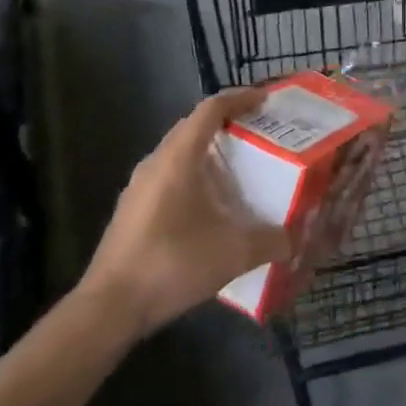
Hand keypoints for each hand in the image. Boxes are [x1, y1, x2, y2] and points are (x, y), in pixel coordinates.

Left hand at [80, 88, 292, 336]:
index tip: (265, 100)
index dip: (239, 98)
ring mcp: (139, 187)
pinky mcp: (132, 210)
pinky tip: (211, 205)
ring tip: (240, 167)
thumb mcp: (233, 253)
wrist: (110, 307)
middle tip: (259, 132)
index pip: (210, 110)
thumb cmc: (172, 264)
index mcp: (178, 158)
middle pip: (193, 127)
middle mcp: (155, 163)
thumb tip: (294, 239)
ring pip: (178, 153)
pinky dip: (193, 176)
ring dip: (208, 151)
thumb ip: (270, 241)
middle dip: (227, 122)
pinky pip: (168, 177)